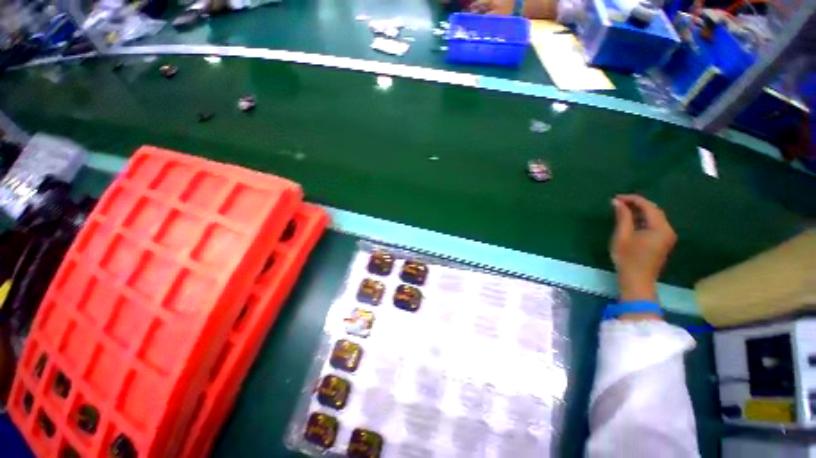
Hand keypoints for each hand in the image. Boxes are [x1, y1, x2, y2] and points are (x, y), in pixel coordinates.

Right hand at [610, 195, 676, 301]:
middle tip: (618, 202)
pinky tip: (630, 220)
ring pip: (654, 217)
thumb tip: (617, 202)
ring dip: (639, 211)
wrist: (637, 280)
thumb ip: (622, 217)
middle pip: (654, 210)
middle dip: (636, 204)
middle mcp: (668, 230)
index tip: (616, 198)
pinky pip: (654, 224)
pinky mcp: (663, 241)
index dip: (632, 199)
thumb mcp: (622, 236)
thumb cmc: (627, 258)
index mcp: (660, 228)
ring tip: (622, 209)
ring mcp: (667, 236)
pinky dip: (642, 219)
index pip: (648, 206)